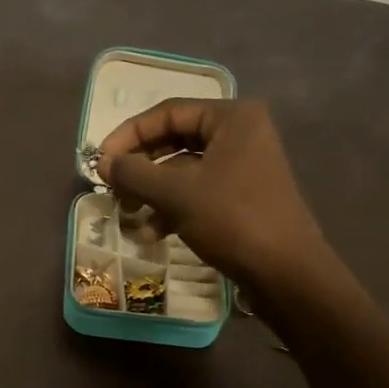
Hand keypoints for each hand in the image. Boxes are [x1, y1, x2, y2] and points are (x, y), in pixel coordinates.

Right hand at [97, 99, 324, 284]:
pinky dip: (172, 207)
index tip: (101, 161)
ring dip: (152, 191)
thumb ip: (135, 173)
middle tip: (112, 188)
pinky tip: (152, 233)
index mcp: (233, 117)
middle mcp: (241, 134)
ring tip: (129, 214)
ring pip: (184, 170)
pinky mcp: (243, 197)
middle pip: (175, 140)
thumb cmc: (233, 220)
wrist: (287, 274)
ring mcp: (244, 167)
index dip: (129, 135)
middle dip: (140, 167)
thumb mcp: (176, 194)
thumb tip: (103, 163)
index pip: (168, 113)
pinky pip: (198, 192)